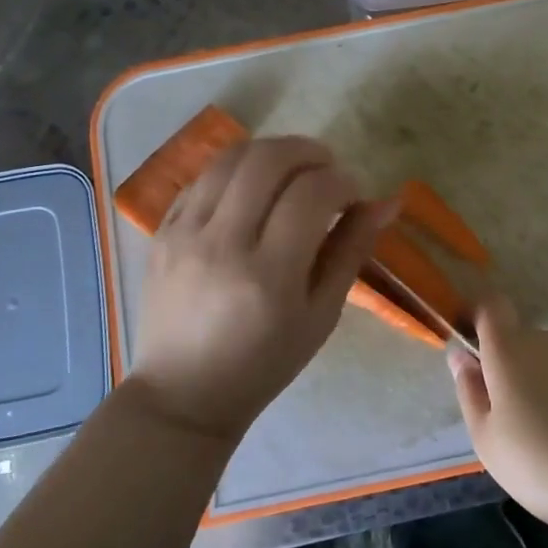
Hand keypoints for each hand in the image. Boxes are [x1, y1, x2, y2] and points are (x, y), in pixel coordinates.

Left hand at [128, 136, 391, 445]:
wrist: (184, 395)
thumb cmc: (266, 363)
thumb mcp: (322, 315)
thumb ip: (352, 251)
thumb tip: (386, 202)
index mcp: (269, 275)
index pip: (312, 193)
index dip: (343, 181)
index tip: (353, 196)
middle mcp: (222, 244)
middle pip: (268, 160)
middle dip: (309, 152)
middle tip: (327, 169)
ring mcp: (184, 234)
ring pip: (231, 158)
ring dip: (272, 152)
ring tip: (294, 171)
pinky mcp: (161, 231)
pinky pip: (202, 177)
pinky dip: (238, 169)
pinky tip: (255, 188)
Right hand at [448, 295, 547, 533]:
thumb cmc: (540, 465)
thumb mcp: (487, 439)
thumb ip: (469, 389)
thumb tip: (460, 355)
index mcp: (510, 351)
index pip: (492, 307)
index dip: (481, 320)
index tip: (478, 352)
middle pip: (524, 341)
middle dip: (516, 368)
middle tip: (520, 419)